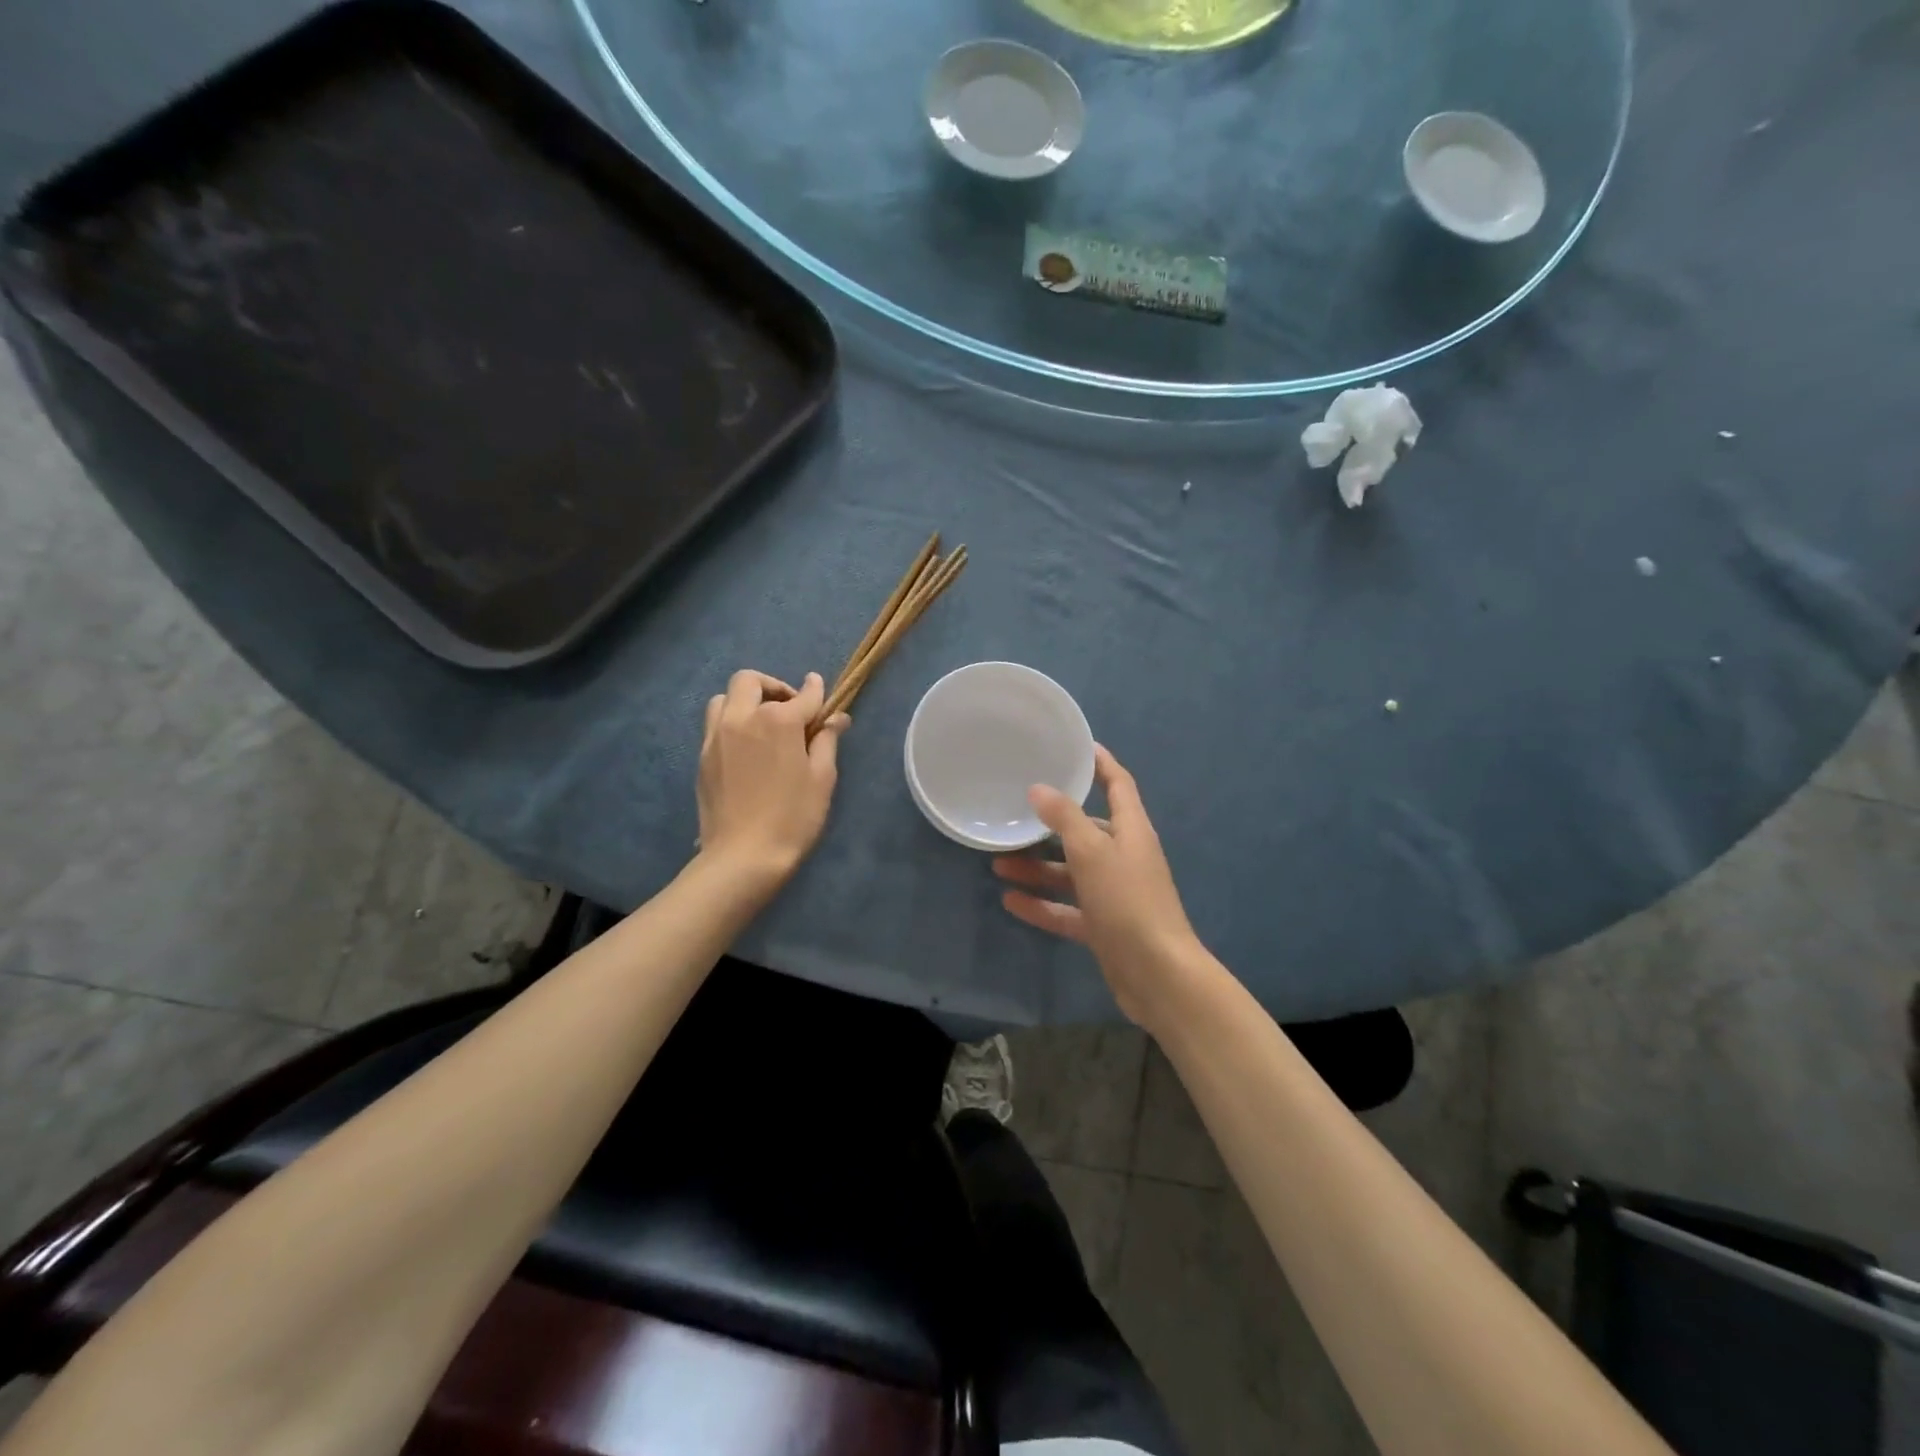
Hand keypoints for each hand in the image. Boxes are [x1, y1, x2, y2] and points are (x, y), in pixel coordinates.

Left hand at [697, 670, 847, 883]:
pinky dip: (731, 723)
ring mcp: (716, 736)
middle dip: (772, 687)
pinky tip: (746, 747)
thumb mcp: (822, 778)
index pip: (803, 695)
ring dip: (745, 701)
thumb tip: (835, 717)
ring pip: (724, 698)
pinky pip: (714, 724)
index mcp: (778, 721)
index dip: (816, 691)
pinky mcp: (702, 756)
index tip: (820, 689)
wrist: (743, 857)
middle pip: (750, 681)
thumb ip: (826, 740)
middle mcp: (742, 718)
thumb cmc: (793, 818)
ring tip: (762, 724)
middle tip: (789, 708)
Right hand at [993, 745, 1213, 1031]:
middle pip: (1086, 830)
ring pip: (1071, 872)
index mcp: (1131, 831)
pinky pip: (1067, 909)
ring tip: (998, 862)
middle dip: (1052, 824)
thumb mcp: (1093, 852)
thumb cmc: (1128, 901)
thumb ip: (1065, 818)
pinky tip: (1010, 900)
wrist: (1157, 974)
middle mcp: (1125, 857)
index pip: (1118, 785)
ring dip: (1038, 867)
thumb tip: (1039, 788)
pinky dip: (1042, 904)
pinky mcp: (1104, 926)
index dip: (1101, 764)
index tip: (1077, 747)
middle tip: (1015, 813)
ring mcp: (1114, 894)